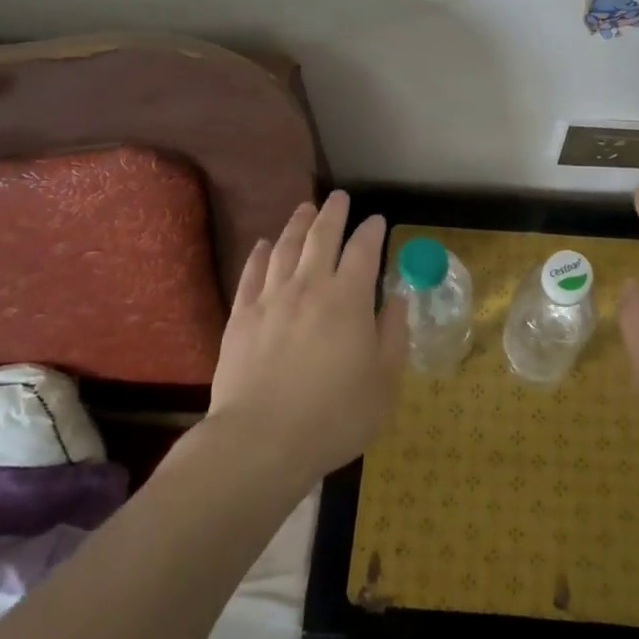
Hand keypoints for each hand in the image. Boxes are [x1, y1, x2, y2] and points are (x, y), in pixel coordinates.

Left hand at [208, 191, 406, 480]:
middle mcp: (309, 286)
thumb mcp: (384, 382)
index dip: (371, 231)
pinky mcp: (240, 316)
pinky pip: (252, 273)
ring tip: (305, 209)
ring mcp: (271, 299)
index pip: (363, 250)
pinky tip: (264, 244)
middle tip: (339, 197)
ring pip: (285, 247)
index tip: (376, 220)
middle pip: (321, 237)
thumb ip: (393, 334)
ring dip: (297, 224)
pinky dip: (260, 254)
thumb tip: (398, 297)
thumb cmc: (334, 416)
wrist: (261, 440)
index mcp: (348, 299)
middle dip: (333, 213)